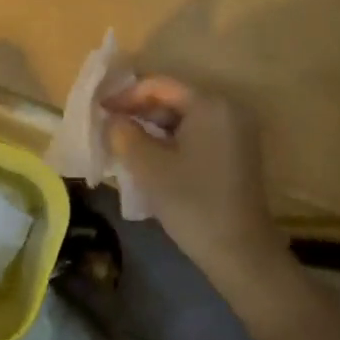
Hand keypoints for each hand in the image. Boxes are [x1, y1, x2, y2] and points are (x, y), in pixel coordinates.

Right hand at [104, 78, 287, 290]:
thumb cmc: (193, 203)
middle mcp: (228, 109)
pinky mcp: (236, 153)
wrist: (240, 253)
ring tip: (122, 142)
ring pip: (183, 119)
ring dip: (152, 128)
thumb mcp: (149, 166)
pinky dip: (170, 141)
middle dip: (138, 112)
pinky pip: (196, 135)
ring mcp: (235, 132)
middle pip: (174, 99)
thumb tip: (112, 119)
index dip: (126, 95)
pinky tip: (148, 157)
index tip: (99, 110)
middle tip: (108, 127)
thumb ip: (124, 134)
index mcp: (210, 104)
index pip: (160, 86)